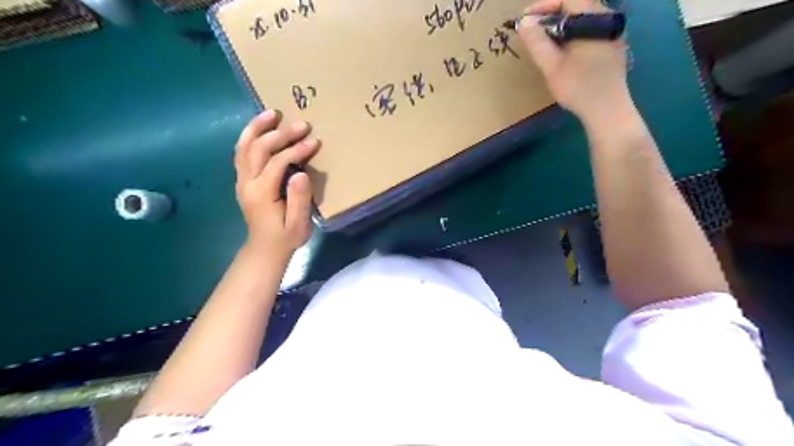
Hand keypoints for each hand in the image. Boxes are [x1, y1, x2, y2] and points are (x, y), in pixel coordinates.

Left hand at [234, 110, 320, 260]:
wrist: (264, 249)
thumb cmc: (285, 238)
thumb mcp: (298, 224)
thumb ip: (299, 200)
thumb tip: (300, 173)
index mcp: (261, 193)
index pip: (277, 163)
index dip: (295, 150)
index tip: (314, 142)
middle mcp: (247, 183)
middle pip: (258, 148)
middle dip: (280, 134)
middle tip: (302, 125)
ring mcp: (242, 180)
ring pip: (244, 146)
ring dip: (257, 128)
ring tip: (272, 113)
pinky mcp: (243, 180)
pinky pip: (242, 152)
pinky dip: (250, 136)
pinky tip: (260, 128)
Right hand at [519, 0, 630, 122]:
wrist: (607, 110)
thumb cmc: (578, 87)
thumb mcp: (552, 65)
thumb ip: (537, 42)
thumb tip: (524, 21)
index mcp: (595, 18)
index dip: (543, 6)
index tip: (524, 20)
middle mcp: (608, 19)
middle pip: (576, 7)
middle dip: (551, 16)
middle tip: (531, 31)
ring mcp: (613, 32)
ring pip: (583, 20)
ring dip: (561, 27)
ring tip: (543, 42)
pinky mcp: (613, 45)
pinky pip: (590, 31)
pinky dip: (573, 35)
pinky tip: (562, 51)